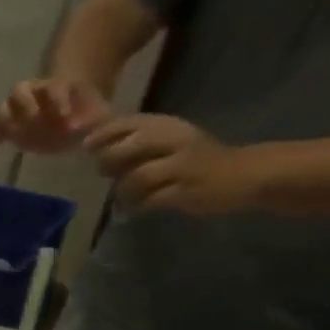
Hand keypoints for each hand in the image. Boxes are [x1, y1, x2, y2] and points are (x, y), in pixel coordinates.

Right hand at [0, 78, 110, 154]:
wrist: (71, 117)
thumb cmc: (83, 114)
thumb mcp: (97, 112)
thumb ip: (99, 121)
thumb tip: (102, 136)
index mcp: (56, 87)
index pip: (54, 88)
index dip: (58, 101)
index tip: (66, 118)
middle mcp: (33, 94)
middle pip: (20, 90)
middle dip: (26, 107)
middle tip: (34, 124)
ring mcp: (19, 110)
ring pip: (5, 107)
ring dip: (6, 120)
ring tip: (11, 137)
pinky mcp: (11, 127)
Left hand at [84, 113, 264, 213]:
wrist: (243, 174)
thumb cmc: (197, 159)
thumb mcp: (170, 141)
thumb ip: (138, 143)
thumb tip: (97, 150)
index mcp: (170, 126)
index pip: (130, 122)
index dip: (104, 133)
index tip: (86, 146)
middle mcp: (176, 141)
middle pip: (130, 147)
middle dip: (110, 161)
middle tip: (105, 174)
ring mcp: (182, 166)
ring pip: (136, 177)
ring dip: (123, 190)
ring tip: (124, 196)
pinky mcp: (185, 191)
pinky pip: (149, 200)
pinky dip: (136, 205)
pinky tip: (136, 207)